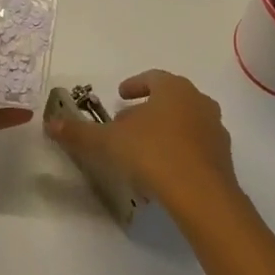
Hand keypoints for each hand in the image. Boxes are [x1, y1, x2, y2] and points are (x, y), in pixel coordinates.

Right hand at [46, 70, 240, 221]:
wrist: (203, 196)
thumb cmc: (154, 154)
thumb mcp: (109, 142)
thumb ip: (80, 133)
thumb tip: (50, 123)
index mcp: (173, 88)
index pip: (152, 78)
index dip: (134, 85)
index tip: (120, 95)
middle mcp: (198, 101)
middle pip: (170, 99)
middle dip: (148, 109)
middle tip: (127, 122)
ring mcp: (214, 130)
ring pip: (184, 122)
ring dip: (164, 130)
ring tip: (143, 149)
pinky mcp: (223, 158)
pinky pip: (196, 147)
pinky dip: (179, 151)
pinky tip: (163, 171)